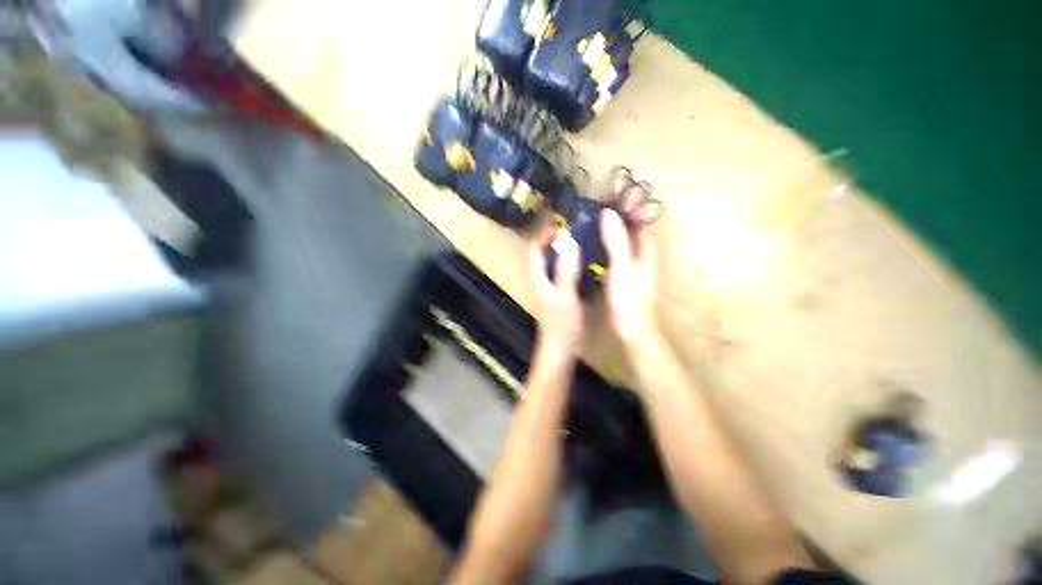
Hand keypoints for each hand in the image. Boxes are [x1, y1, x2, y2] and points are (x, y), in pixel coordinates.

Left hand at [529, 224, 582, 356]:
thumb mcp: (566, 296)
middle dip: (557, 239)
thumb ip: (566, 270)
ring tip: (585, 240)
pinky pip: (565, 272)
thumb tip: (568, 240)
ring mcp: (551, 287)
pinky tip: (589, 262)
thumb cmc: (562, 325)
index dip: (544, 234)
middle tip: (577, 229)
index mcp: (539, 277)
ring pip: (555, 262)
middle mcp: (542, 279)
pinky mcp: (560, 294)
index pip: (534, 248)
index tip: (562, 224)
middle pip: (544, 253)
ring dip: (566, 250)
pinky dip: (573, 263)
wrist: (560, 349)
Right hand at [601, 209, 658, 348]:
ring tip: (590, 219)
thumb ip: (617, 241)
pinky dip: (602, 246)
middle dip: (619, 215)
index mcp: (645, 250)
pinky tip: (588, 244)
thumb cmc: (629, 298)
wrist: (630, 329)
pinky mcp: (618, 276)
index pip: (641, 220)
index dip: (632, 206)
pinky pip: (610, 254)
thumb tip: (608, 213)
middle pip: (630, 229)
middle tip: (599, 204)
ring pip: (620, 242)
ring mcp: (628, 266)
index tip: (616, 193)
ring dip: (609, 229)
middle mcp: (639, 255)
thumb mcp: (622, 268)